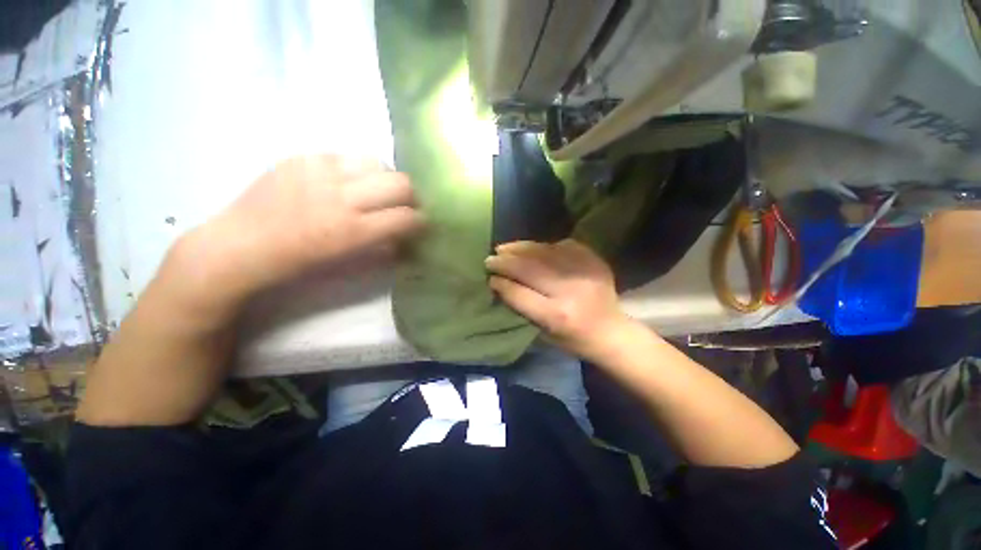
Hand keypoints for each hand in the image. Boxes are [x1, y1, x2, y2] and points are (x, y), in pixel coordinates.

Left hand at [168, 155, 424, 314]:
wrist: (241, 243)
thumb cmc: (297, 262)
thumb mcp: (346, 261)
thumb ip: (381, 245)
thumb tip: (404, 233)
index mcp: (351, 231)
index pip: (405, 218)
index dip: (420, 220)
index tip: (420, 222)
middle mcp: (340, 197)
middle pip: (399, 183)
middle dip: (412, 195)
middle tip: (407, 204)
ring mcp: (320, 171)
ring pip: (377, 163)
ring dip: (386, 178)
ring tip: (378, 189)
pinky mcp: (303, 157)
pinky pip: (347, 156)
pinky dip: (358, 169)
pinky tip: (349, 181)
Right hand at [485, 239, 631, 358]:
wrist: (612, 331)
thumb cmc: (573, 339)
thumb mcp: (543, 333)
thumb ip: (522, 307)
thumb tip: (500, 282)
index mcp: (556, 316)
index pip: (519, 294)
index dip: (502, 284)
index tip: (490, 278)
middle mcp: (569, 291)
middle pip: (530, 269)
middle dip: (506, 262)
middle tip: (491, 258)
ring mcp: (583, 271)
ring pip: (544, 252)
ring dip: (520, 248)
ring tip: (504, 248)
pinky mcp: (593, 260)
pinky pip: (561, 246)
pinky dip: (542, 247)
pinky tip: (531, 249)